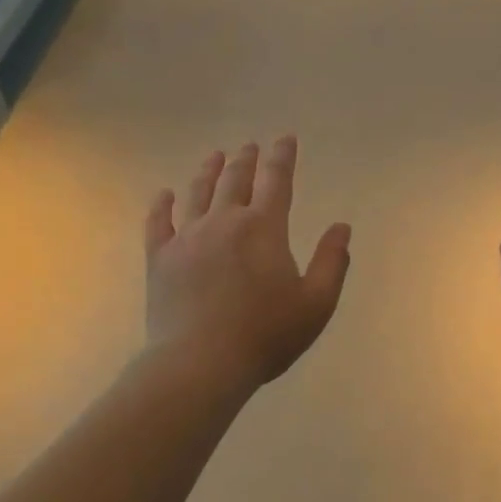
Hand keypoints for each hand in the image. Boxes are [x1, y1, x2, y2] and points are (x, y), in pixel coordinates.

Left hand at [144, 137, 352, 390]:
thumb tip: (341, 227)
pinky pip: (158, 223)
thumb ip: (332, 262)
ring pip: (198, 194)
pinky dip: (162, 206)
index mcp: (264, 228)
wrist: (201, 362)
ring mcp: (187, 238)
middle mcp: (224, 222)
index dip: (282, 157)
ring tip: (215, 157)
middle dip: (246, 160)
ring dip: (208, 172)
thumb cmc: (265, 334)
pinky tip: (164, 195)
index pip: (276, 181)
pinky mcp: (160, 259)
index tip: (285, 139)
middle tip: (250, 147)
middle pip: (235, 181)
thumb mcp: (316, 303)